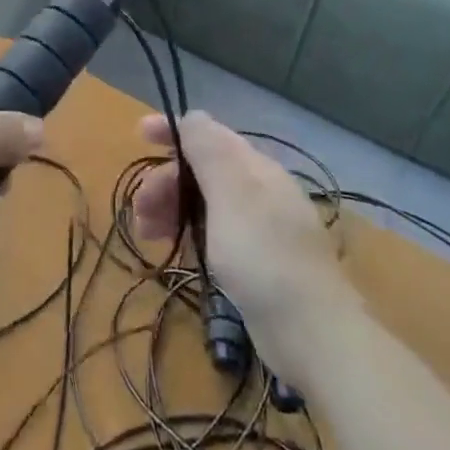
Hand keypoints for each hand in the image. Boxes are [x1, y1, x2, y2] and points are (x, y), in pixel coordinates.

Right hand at [131, 111, 349, 373]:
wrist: (312, 332)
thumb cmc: (263, 255)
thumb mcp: (230, 195)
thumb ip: (209, 151)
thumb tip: (192, 117)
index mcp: (255, 168)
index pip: (208, 135)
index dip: (172, 131)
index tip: (138, 135)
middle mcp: (259, 191)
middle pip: (202, 171)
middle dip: (165, 182)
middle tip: (138, 210)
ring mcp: (261, 227)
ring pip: (205, 203)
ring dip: (172, 209)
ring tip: (146, 236)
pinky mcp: (258, 262)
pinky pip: (214, 232)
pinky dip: (189, 233)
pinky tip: (176, 250)